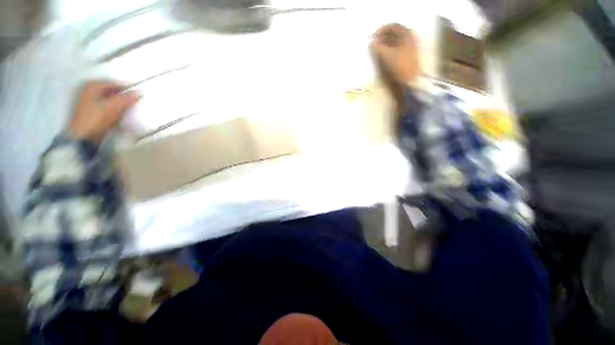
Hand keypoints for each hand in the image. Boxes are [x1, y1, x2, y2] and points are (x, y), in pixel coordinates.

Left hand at [68, 81, 140, 143]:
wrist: (84, 138)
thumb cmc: (97, 119)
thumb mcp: (114, 107)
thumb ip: (127, 98)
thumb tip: (140, 92)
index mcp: (93, 86)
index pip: (115, 83)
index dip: (128, 89)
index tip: (140, 95)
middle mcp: (90, 91)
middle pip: (112, 92)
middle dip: (124, 97)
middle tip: (136, 102)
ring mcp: (89, 102)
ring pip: (110, 100)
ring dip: (121, 105)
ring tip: (130, 110)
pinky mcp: (92, 113)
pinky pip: (108, 108)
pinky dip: (116, 111)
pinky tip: (121, 116)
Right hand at [371, 23, 420, 85]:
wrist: (410, 81)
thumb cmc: (399, 66)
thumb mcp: (386, 55)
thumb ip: (377, 48)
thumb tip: (372, 43)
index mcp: (407, 33)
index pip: (392, 26)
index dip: (380, 31)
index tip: (372, 38)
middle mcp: (410, 37)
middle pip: (394, 33)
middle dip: (383, 37)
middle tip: (374, 44)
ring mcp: (411, 46)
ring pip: (396, 41)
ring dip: (386, 44)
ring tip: (377, 50)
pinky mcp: (409, 55)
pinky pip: (398, 48)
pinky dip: (390, 49)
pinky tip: (384, 55)